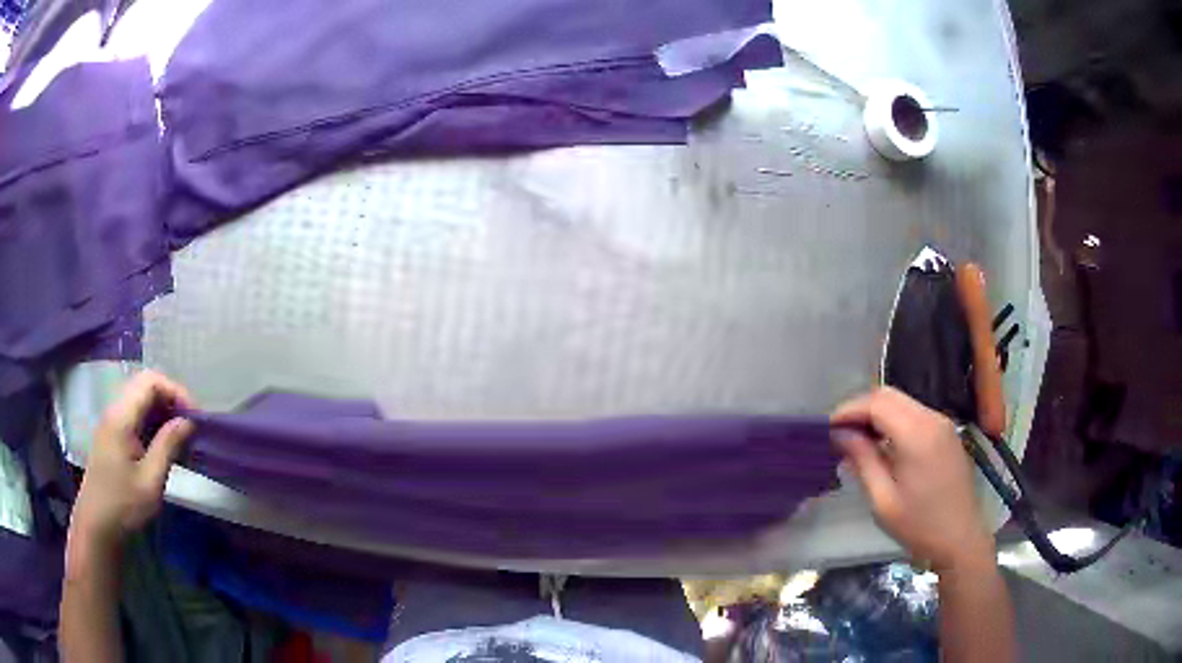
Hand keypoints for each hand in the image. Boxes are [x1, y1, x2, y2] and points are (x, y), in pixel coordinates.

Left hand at [70, 371, 194, 550]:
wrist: (97, 525)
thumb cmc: (123, 505)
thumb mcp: (150, 481)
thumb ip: (167, 446)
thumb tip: (187, 421)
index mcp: (121, 417)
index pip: (151, 382)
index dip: (175, 391)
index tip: (195, 416)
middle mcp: (114, 411)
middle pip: (144, 385)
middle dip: (171, 398)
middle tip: (190, 424)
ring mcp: (111, 422)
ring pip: (139, 399)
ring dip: (162, 410)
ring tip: (180, 434)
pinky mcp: (112, 435)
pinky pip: (134, 414)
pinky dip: (152, 420)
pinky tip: (162, 443)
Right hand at [831, 387, 993, 571]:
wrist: (961, 538)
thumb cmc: (919, 525)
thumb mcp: (883, 500)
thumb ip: (863, 461)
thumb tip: (840, 435)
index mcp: (917, 434)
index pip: (876, 403)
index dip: (848, 410)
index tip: (827, 428)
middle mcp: (932, 419)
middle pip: (889, 395)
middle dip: (860, 408)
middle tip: (838, 433)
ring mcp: (942, 423)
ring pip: (902, 401)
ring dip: (876, 413)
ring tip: (856, 439)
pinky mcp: (946, 432)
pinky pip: (914, 413)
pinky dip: (893, 420)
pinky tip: (882, 443)